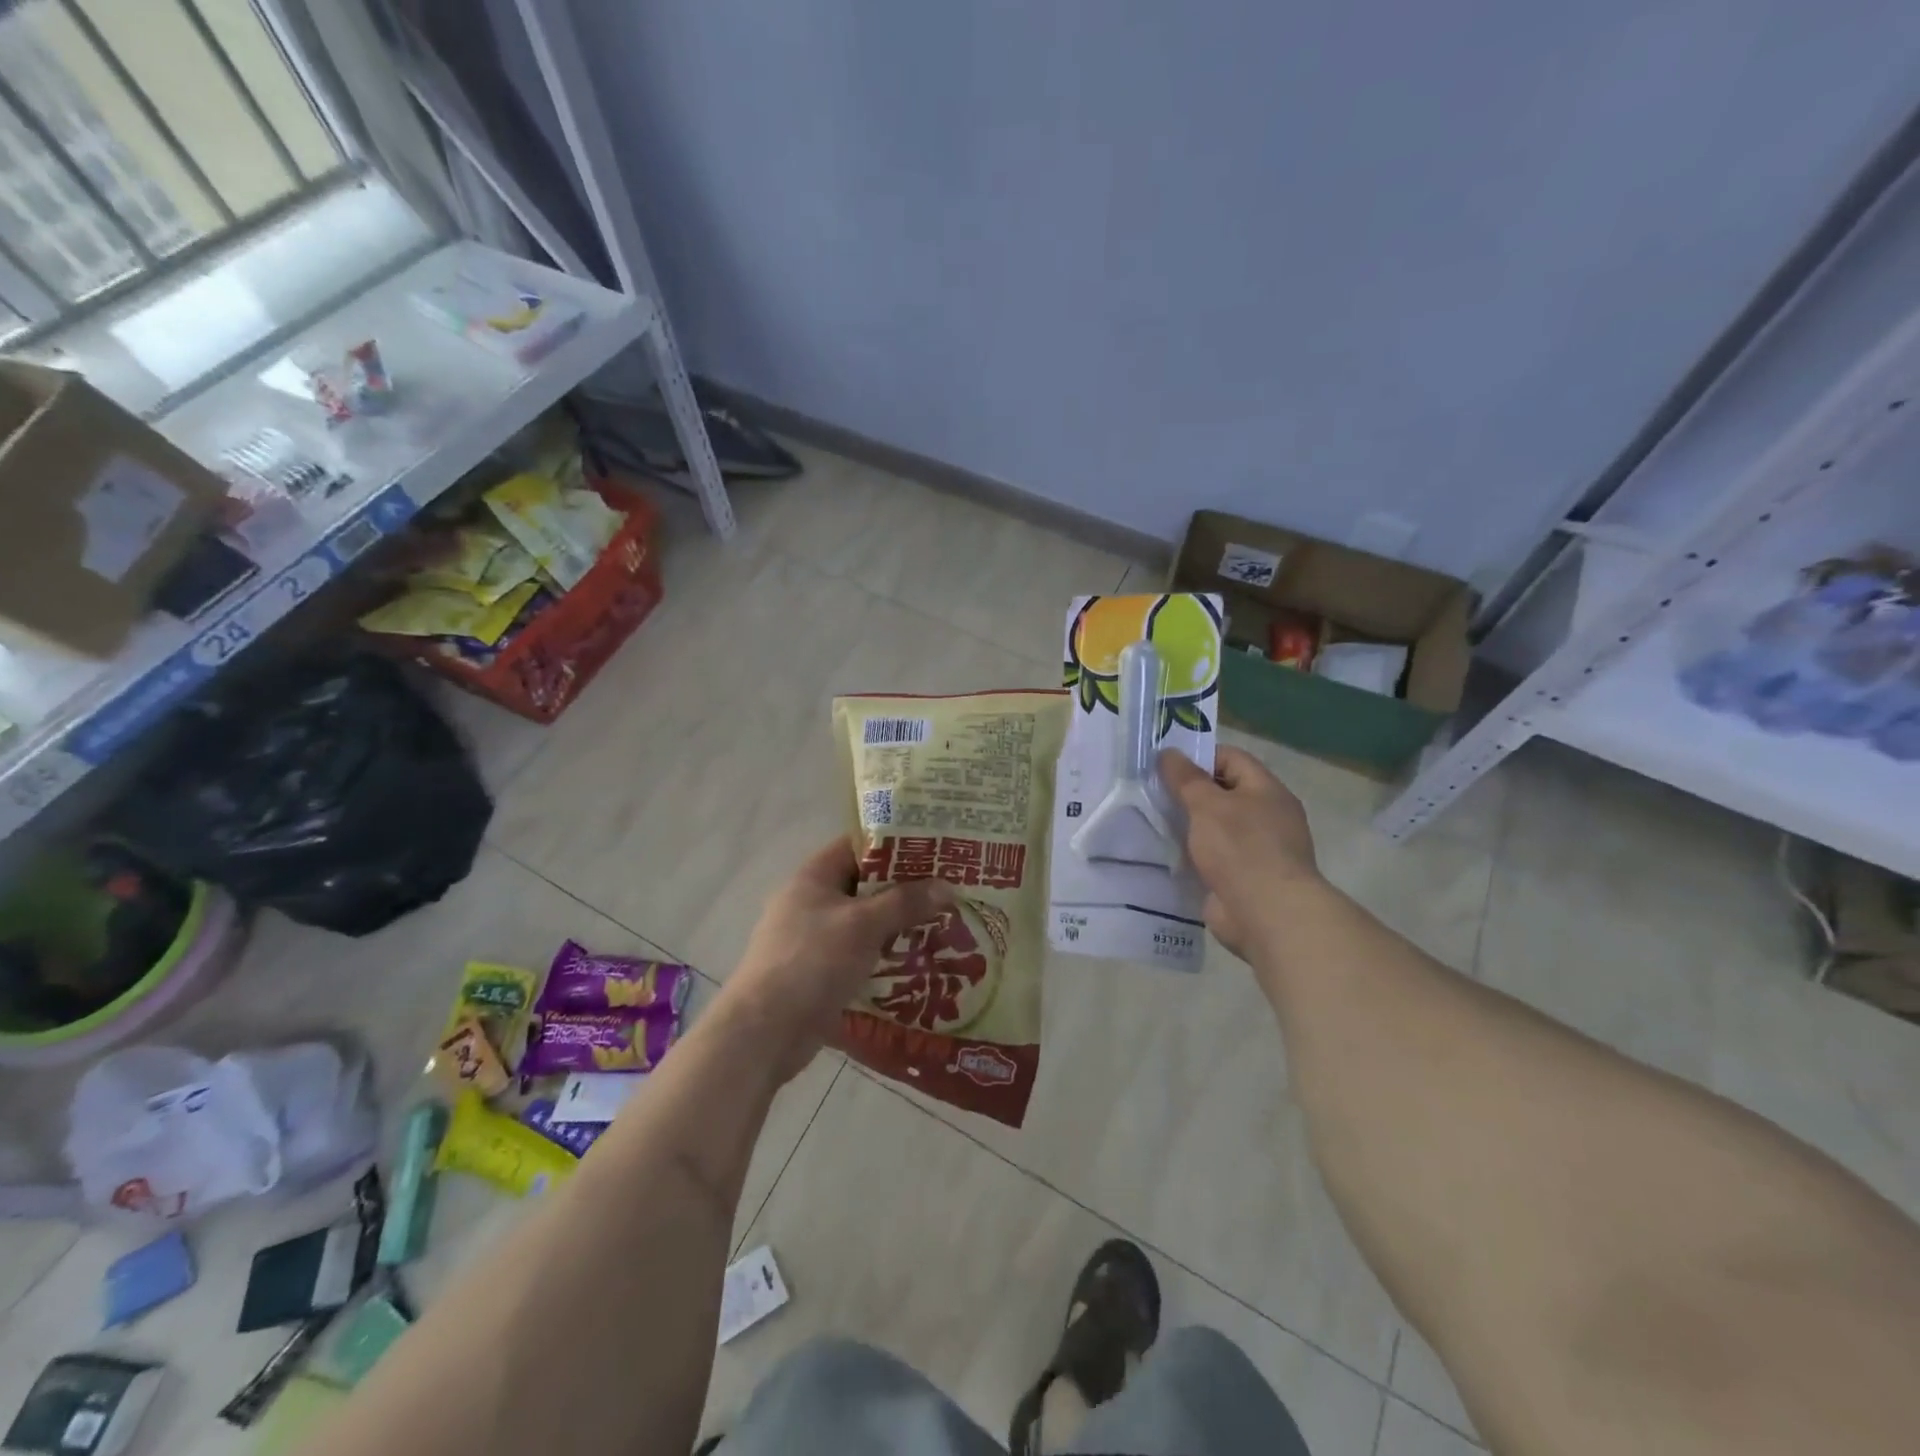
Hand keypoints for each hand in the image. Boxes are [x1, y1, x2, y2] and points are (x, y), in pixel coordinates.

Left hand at [719, 838, 953, 1079]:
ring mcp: (813, 939)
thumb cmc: (812, 962)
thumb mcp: (863, 925)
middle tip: (949, 892)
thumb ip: (905, 902)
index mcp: (814, 877)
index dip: (896, 844)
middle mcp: (812, 901)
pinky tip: (918, 964)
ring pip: (865, 922)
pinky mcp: (819, 972)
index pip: (859, 846)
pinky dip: (885, 955)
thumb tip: (947, 886)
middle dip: (906, 889)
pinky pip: (860, 954)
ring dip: (898, 925)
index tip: (936, 850)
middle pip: (865, 885)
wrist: (764, 1032)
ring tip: (943, 927)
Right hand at [1159, 745, 1319, 959]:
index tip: (1165, 765)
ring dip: (1188, 826)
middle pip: (1223, 793)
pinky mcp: (1242, 879)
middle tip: (1151, 793)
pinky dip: (1192, 855)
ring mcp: (1256, 850)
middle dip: (1188, 793)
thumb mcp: (1208, 805)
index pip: (1231, 759)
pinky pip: (1212, 858)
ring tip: (1152, 822)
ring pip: (1215, 828)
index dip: (1199, 757)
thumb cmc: (1241, 849)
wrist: (1267, 915)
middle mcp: (1266, 816)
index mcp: (1267, 791)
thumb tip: (1168, 753)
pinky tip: (1166, 855)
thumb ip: (1186, 778)